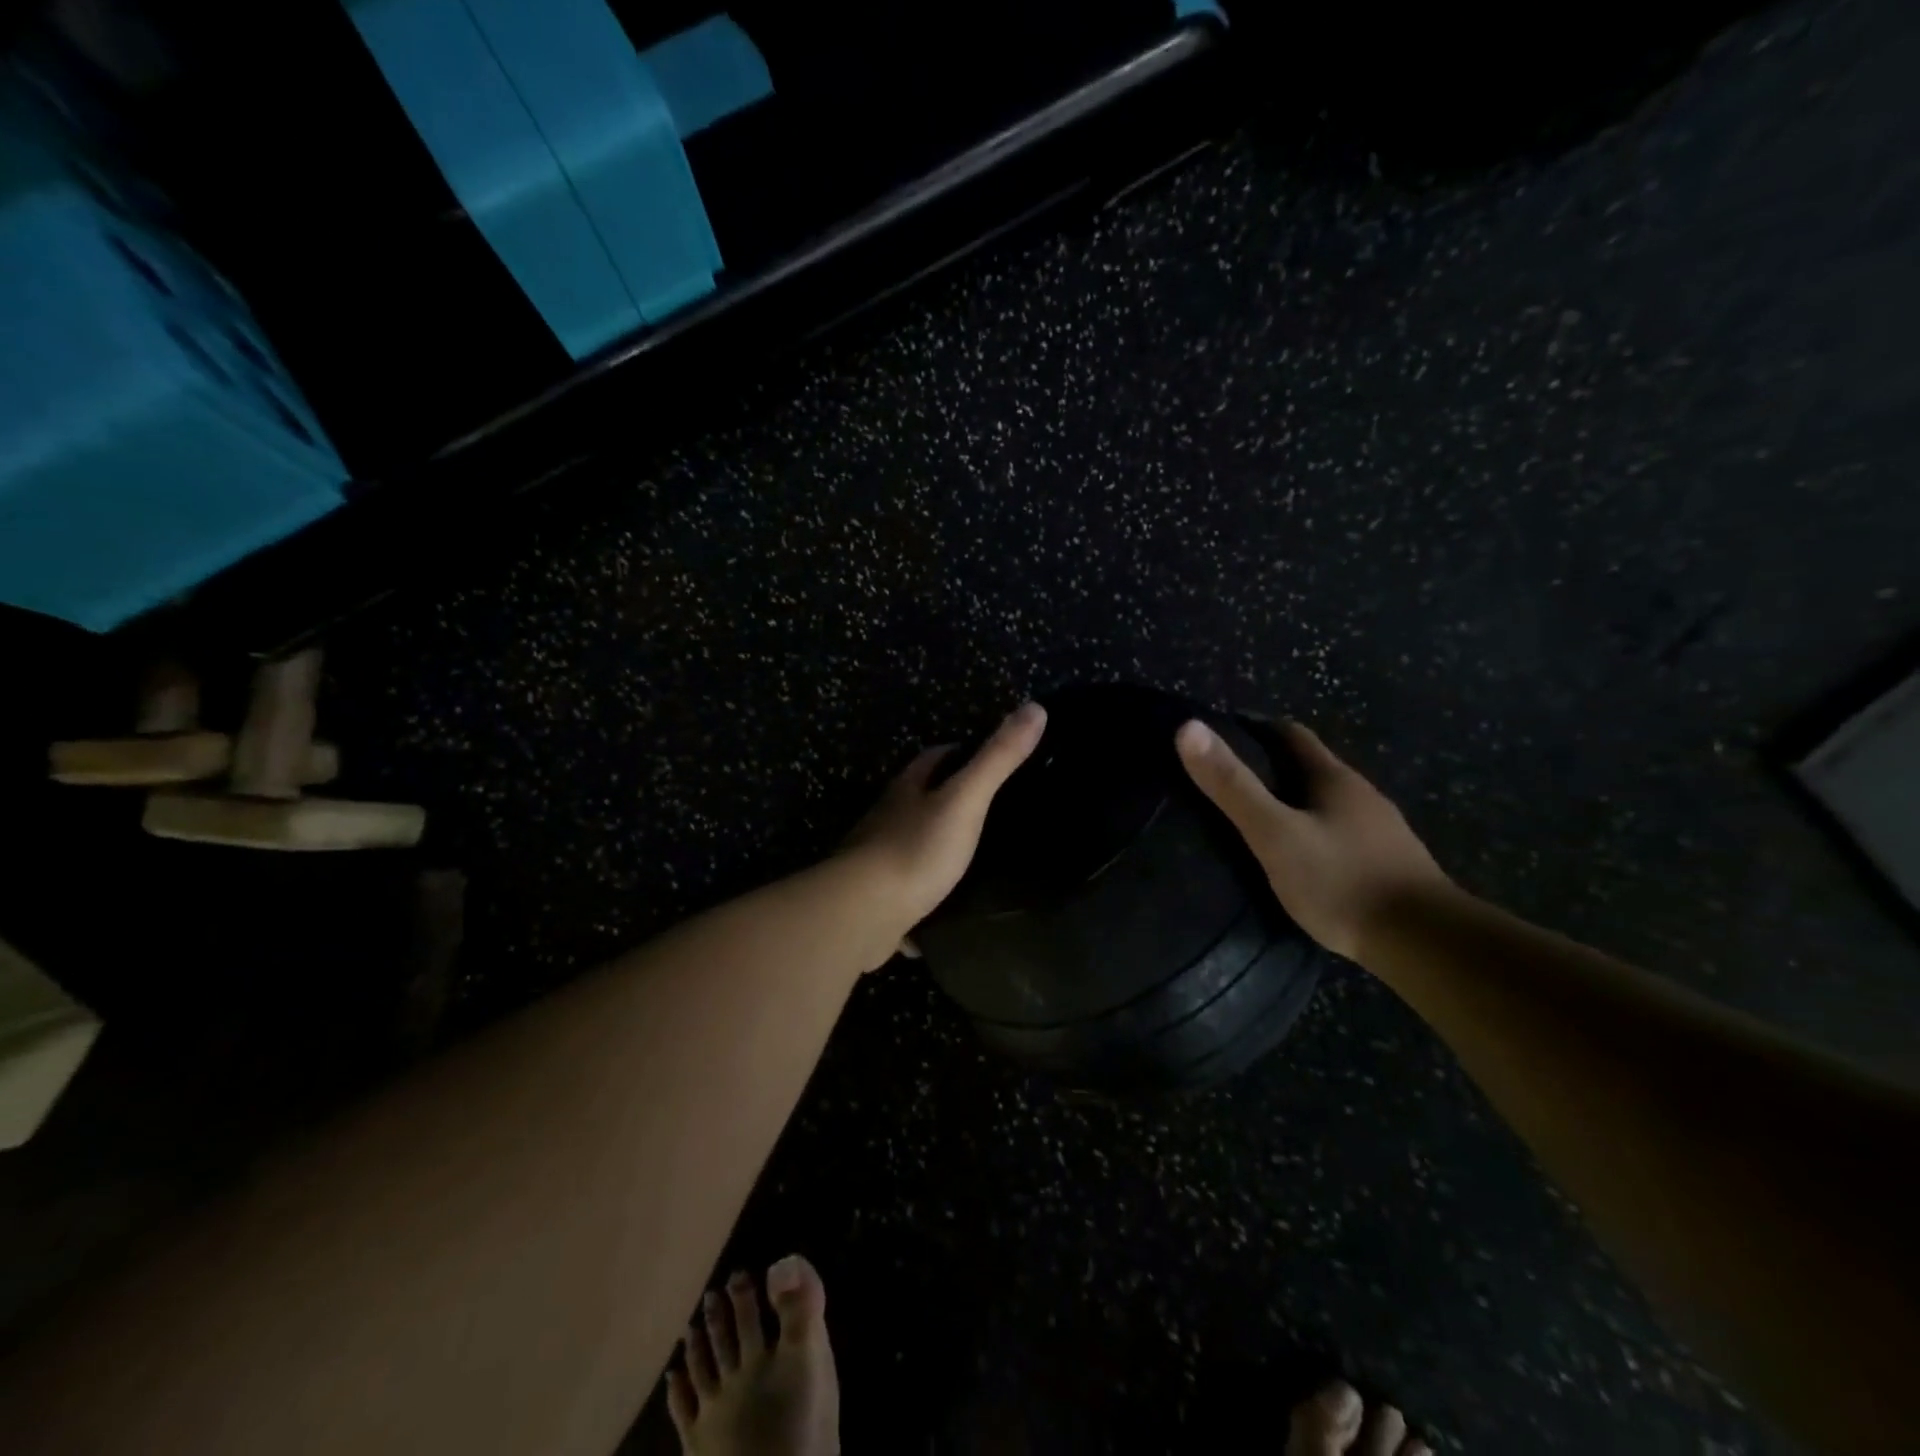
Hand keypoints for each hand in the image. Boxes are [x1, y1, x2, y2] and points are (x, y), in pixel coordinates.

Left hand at [839, 702, 1047, 955]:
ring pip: (911, 840)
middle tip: (989, 807)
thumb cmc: (916, 848)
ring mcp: (878, 857)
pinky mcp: (877, 895)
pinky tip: (946, 905)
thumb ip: (997, 759)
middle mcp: (888, 817)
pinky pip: (906, 887)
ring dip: (936, 841)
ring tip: (976, 853)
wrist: (863, 912)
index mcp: (908, 788)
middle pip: (920, 797)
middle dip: (947, 796)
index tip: (987, 756)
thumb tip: (1035, 707)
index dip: (960, 751)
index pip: (934, 757)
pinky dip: (925, 890)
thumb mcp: (965, 800)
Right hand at [1174, 718, 1450, 961]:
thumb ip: (1232, 786)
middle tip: (1225, 783)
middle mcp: (1360, 794)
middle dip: (1268, 767)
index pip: (1289, 733)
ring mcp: (1379, 830)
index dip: (1253, 728)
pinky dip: (1311, 833)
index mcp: (1333, 777)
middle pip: (1308, 766)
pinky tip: (1295, 857)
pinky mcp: (1386, 863)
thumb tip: (1188, 728)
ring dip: (1292, 802)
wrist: (1425, 943)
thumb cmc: (1341, 881)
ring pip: (1325, 802)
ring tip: (1253, 821)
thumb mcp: (1274, 833)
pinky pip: (1339, 833)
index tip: (1218, 736)